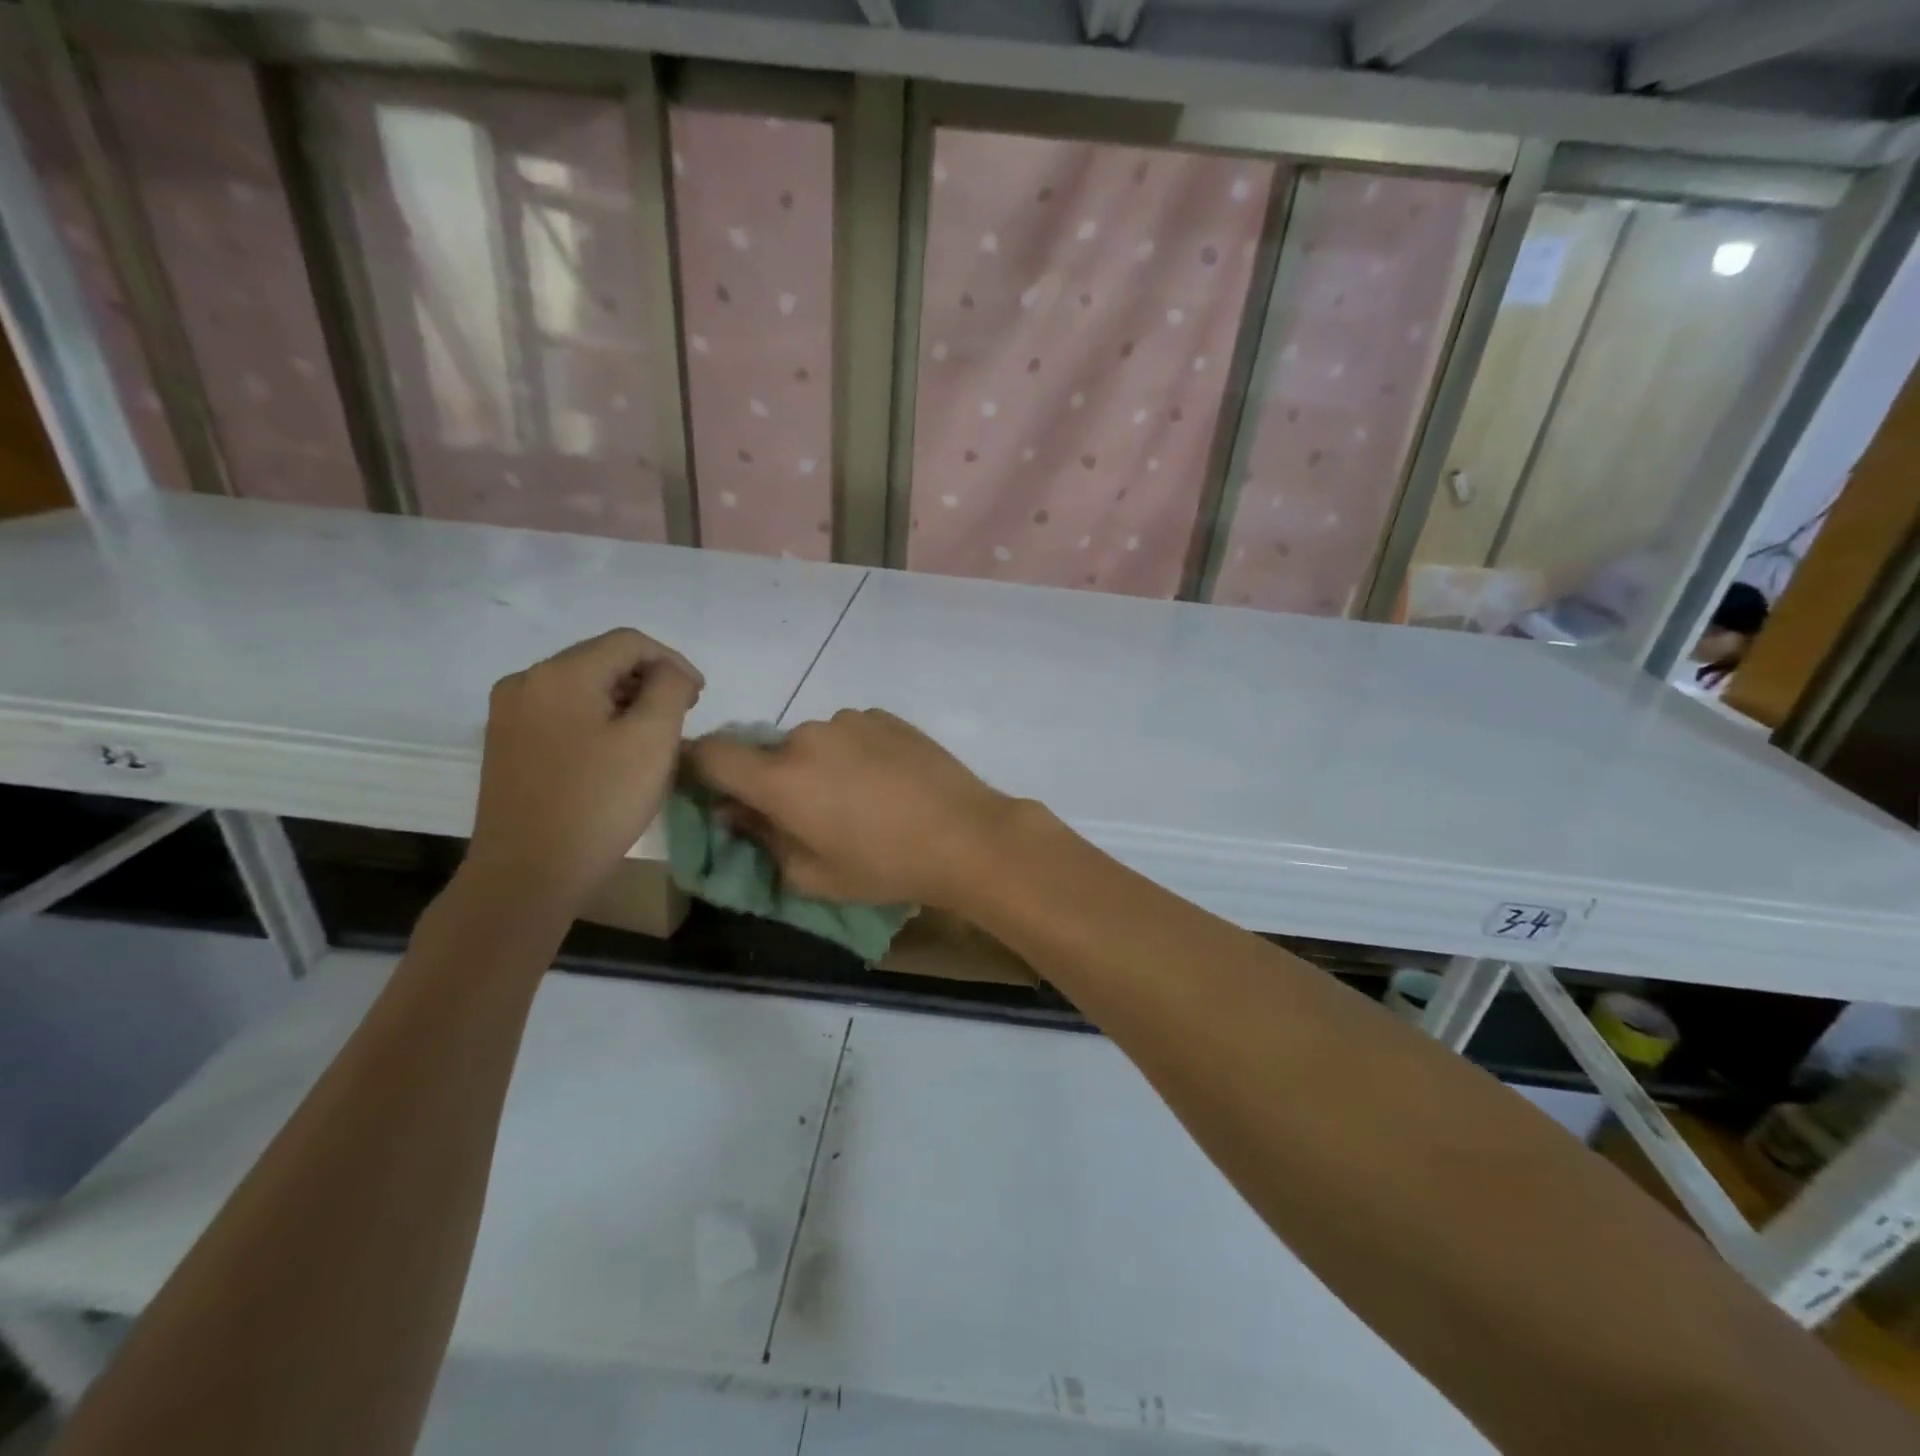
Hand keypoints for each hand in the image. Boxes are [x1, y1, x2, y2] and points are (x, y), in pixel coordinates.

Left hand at [463, 629, 702, 914]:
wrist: (527, 874)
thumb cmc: (599, 803)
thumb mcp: (652, 739)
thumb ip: (670, 688)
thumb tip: (671, 671)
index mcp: (561, 673)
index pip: (630, 642)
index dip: (673, 661)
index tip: (700, 698)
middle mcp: (527, 681)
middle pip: (602, 660)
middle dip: (648, 681)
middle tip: (681, 717)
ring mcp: (509, 713)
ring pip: (582, 687)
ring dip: (624, 701)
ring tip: (651, 738)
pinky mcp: (505, 743)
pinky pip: (562, 712)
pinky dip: (596, 719)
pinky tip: (613, 753)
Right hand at [687, 709, 1017, 909]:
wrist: (966, 835)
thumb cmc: (885, 866)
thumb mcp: (813, 875)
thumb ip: (762, 838)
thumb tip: (732, 810)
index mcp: (780, 777)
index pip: (710, 753)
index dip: (700, 767)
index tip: (714, 790)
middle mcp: (807, 736)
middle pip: (768, 752)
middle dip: (775, 780)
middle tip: (810, 815)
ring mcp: (850, 720)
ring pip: (813, 742)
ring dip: (819, 765)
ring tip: (861, 800)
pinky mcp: (885, 716)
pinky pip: (850, 733)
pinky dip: (854, 753)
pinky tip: (888, 782)